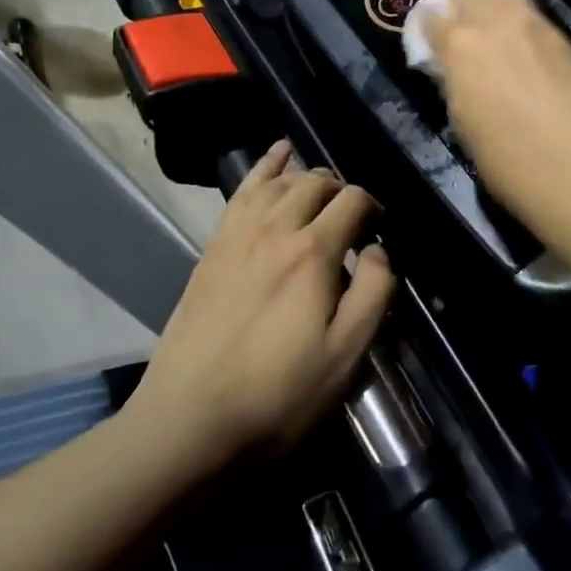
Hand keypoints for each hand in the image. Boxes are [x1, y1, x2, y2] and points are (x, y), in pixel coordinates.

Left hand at [128, 142, 393, 467]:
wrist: (190, 417)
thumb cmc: (278, 393)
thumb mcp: (345, 356)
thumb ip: (372, 294)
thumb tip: (377, 250)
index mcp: (313, 252)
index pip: (352, 202)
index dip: (372, 207)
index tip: (379, 229)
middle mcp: (277, 228)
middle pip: (316, 183)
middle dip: (341, 189)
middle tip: (352, 215)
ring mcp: (239, 233)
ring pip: (280, 181)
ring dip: (306, 175)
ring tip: (321, 183)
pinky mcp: (214, 245)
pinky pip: (243, 190)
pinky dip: (264, 166)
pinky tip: (276, 153)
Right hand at [416, 0, 570, 227]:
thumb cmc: (506, 159)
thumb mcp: (461, 120)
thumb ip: (454, 80)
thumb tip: (452, 66)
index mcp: (460, 45)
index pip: (431, 17)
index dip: (424, 24)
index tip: (425, 34)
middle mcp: (497, 22)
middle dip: (456, 1)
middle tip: (455, 22)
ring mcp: (537, 27)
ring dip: (491, 3)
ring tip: (490, 23)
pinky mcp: (567, 41)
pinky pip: (536, 20)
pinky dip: (522, 25)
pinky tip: (527, 49)